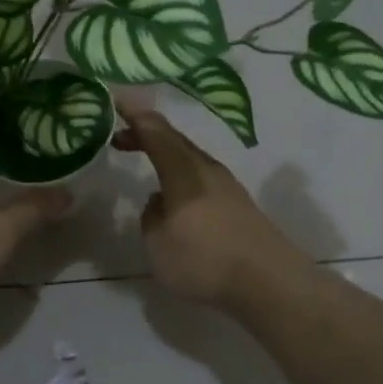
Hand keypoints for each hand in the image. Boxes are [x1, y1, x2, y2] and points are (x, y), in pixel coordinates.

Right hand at [112, 107, 307, 307]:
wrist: (267, 281)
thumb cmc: (204, 259)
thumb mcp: (158, 243)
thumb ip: (151, 216)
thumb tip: (159, 202)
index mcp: (183, 171)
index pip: (155, 132)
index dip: (134, 116)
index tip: (115, 102)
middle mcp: (207, 169)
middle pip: (175, 141)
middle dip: (147, 135)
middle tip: (121, 139)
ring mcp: (227, 186)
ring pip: (190, 159)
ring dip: (166, 157)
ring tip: (147, 165)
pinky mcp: (239, 205)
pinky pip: (201, 178)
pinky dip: (181, 176)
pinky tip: (176, 198)